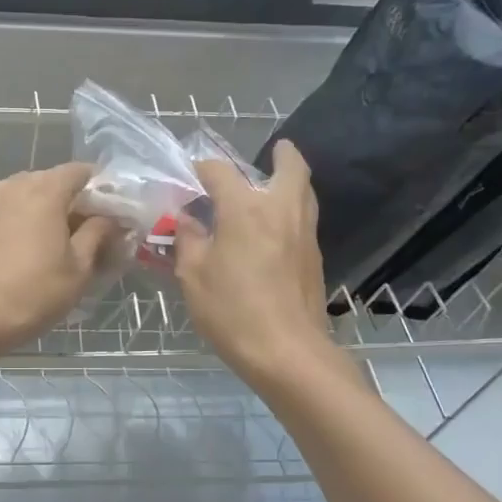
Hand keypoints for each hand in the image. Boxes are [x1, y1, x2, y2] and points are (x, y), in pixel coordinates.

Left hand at [0, 163, 117, 354]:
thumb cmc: (33, 293)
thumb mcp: (78, 269)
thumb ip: (96, 234)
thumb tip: (107, 218)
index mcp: (44, 191)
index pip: (78, 171)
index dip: (96, 186)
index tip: (106, 209)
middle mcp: (11, 187)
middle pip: (46, 182)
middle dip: (65, 200)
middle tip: (77, 231)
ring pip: (17, 197)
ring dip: (34, 212)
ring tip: (42, 243)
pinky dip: (9, 225)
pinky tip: (11, 254)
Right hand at [174, 140, 330, 386]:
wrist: (287, 352)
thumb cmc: (232, 311)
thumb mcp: (193, 276)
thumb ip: (188, 240)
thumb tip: (187, 219)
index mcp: (245, 209)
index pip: (220, 172)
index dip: (201, 169)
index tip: (188, 177)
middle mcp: (280, 211)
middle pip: (291, 168)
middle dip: (283, 154)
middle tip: (275, 149)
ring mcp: (304, 234)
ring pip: (304, 192)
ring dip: (291, 180)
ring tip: (274, 184)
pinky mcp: (314, 258)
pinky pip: (305, 218)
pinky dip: (293, 209)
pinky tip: (275, 228)